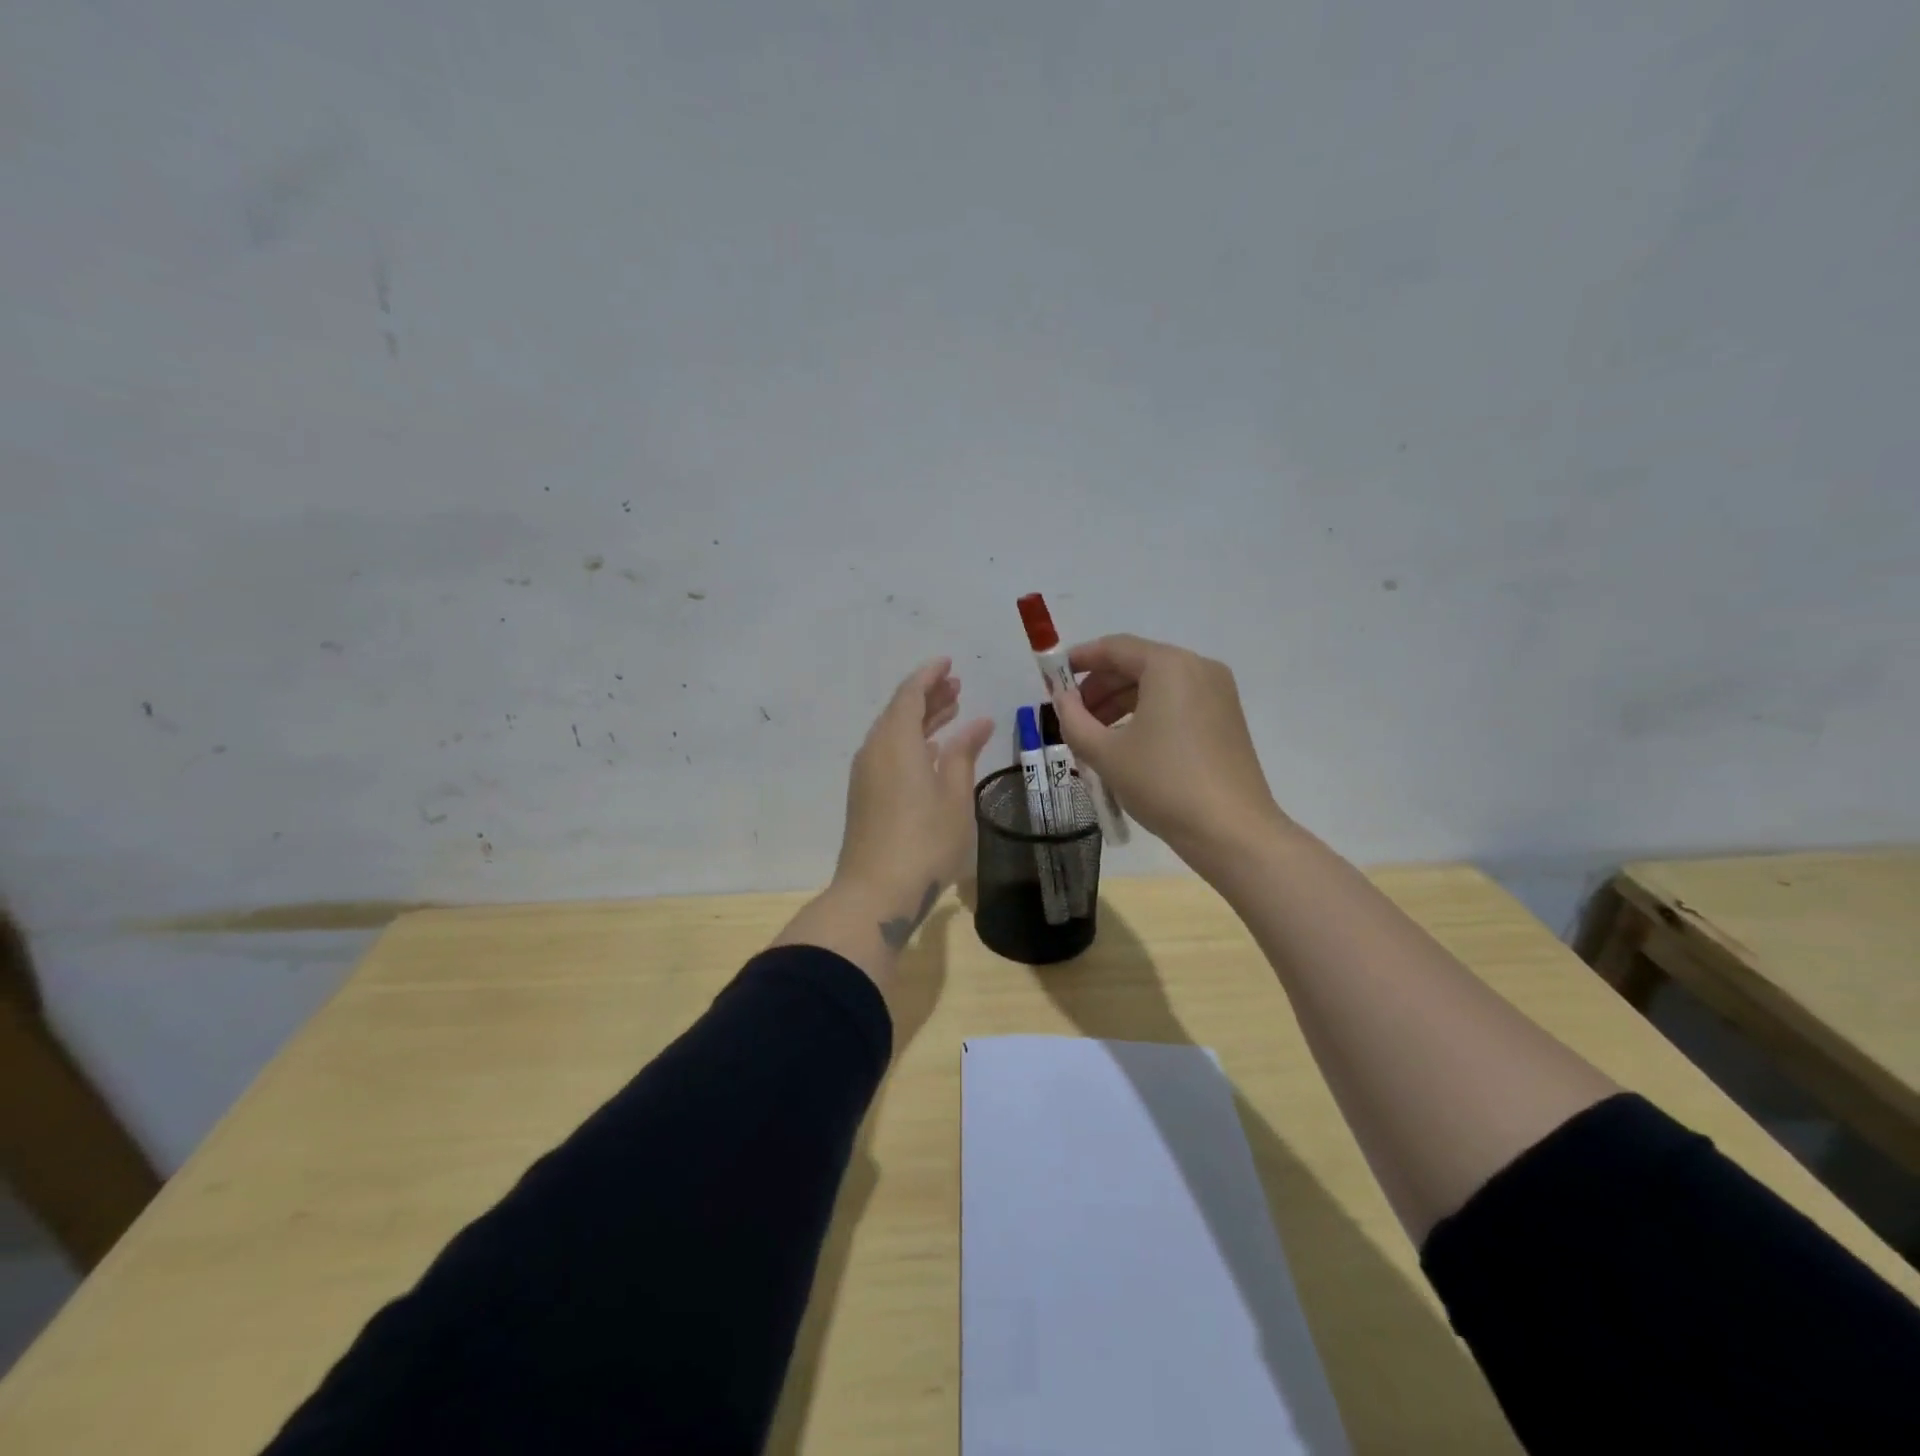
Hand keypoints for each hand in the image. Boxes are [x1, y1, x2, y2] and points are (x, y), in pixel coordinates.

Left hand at [833, 658, 994, 938]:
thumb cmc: (925, 841)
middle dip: (928, 696)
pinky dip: (912, 743)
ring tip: (952, 711)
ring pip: (894, 733)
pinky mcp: (865, 796)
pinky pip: (888, 753)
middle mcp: (875, 750)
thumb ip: (963, 753)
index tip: (949, 663)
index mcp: (896, 741)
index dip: (930, 676)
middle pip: (900, 711)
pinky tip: (933, 752)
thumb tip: (978, 723)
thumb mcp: (954, 796)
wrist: (876, 893)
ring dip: (921, 720)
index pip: (910, 694)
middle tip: (957, 687)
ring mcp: (866, 774)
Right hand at [1048, 635, 1286, 867]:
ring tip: (1094, 736)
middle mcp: (1198, 668)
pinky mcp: (1226, 718)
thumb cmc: (1163, 783)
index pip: (1115, 648)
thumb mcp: (1105, 753)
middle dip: (1099, 687)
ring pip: (1157, 685)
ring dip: (1121, 703)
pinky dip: (1147, 714)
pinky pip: (1177, 702)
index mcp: (1169, 666)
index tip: (1052, 678)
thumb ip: (1073, 720)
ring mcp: (1218, 693)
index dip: (1079, 660)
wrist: (1231, 831)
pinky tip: (1128, 744)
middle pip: (1137, 664)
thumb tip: (1062, 700)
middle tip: (1072, 715)